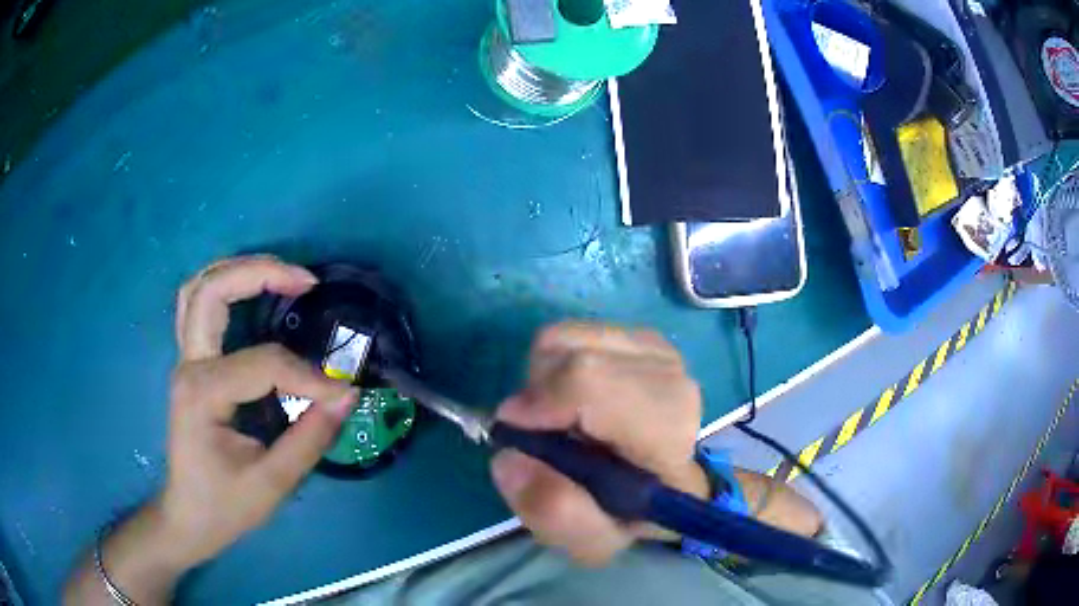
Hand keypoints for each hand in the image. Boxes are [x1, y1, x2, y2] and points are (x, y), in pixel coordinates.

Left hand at [65, 256, 356, 604]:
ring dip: (238, 271)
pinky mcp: (191, 364)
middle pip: (211, 290)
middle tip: (306, 280)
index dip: (307, 375)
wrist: (189, 517)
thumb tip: (347, 395)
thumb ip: (310, 438)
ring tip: (281, 274)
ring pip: (199, 288)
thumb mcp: (271, 483)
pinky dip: (224, 288)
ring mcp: (185, 360)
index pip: (262, 364)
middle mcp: (188, 365)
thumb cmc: (225, 505)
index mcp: (202, 393)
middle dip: (259, 274)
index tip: (341, 394)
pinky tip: (251, 292)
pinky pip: (198, 306)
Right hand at [490, 323, 709, 565]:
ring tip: (559, 417)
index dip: (541, 400)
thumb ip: (554, 512)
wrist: (664, 484)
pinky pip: (573, 333)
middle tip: (541, 434)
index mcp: (666, 436)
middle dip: (539, 394)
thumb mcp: (591, 540)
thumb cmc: (629, 515)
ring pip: (567, 339)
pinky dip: (558, 363)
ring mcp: (659, 352)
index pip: (592, 384)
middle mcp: (671, 382)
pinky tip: (575, 397)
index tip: (516, 430)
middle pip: (574, 356)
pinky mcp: (642, 337)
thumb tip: (508, 458)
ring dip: (545, 379)